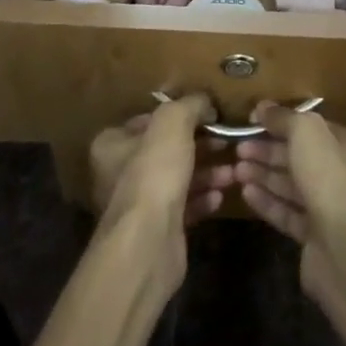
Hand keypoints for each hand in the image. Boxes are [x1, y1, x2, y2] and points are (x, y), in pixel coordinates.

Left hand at [90, 95, 234, 294]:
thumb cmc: (154, 173)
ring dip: (208, 173)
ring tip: (233, 171)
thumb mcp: (173, 122)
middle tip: (226, 140)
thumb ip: (190, 105)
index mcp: (112, 144)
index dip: (177, 115)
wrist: (148, 242)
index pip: (147, 120)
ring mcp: (138, 204)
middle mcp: (119, 173)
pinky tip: (221, 196)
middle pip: (166, 149)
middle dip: (200, 144)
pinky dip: (203, 199)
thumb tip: (205, 102)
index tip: (206, 114)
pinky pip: (185, 206)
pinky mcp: (157, 229)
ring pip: (179, 178)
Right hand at [234, 103, 345, 328]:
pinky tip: (246, 193)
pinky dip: (268, 201)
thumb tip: (263, 107)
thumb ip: (284, 117)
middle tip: (237, 148)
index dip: (282, 122)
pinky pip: (288, 212)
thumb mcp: (306, 133)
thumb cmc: (329, 179)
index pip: (313, 128)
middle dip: (268, 150)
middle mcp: (344, 174)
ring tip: (236, 170)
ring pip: (292, 184)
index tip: (252, 120)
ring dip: (264, 175)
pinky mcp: (315, 236)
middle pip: (300, 156)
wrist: (344, 250)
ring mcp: (330, 207)